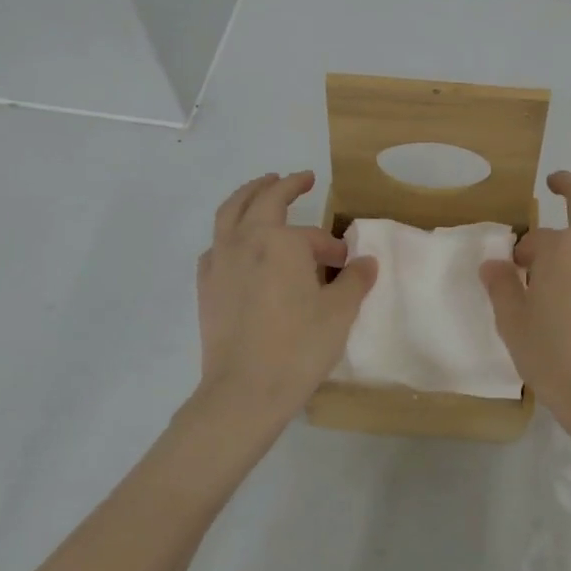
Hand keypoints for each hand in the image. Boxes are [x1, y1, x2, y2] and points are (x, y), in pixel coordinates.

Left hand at [195, 171, 377, 430]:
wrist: (244, 391)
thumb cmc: (298, 346)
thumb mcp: (340, 311)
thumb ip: (355, 280)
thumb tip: (365, 262)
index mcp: (280, 241)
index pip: (312, 235)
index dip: (332, 247)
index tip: (347, 263)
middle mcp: (245, 241)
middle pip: (261, 199)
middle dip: (282, 185)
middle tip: (300, 179)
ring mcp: (219, 262)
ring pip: (229, 214)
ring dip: (247, 196)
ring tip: (260, 189)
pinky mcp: (206, 287)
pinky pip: (216, 246)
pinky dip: (228, 234)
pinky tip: (236, 246)